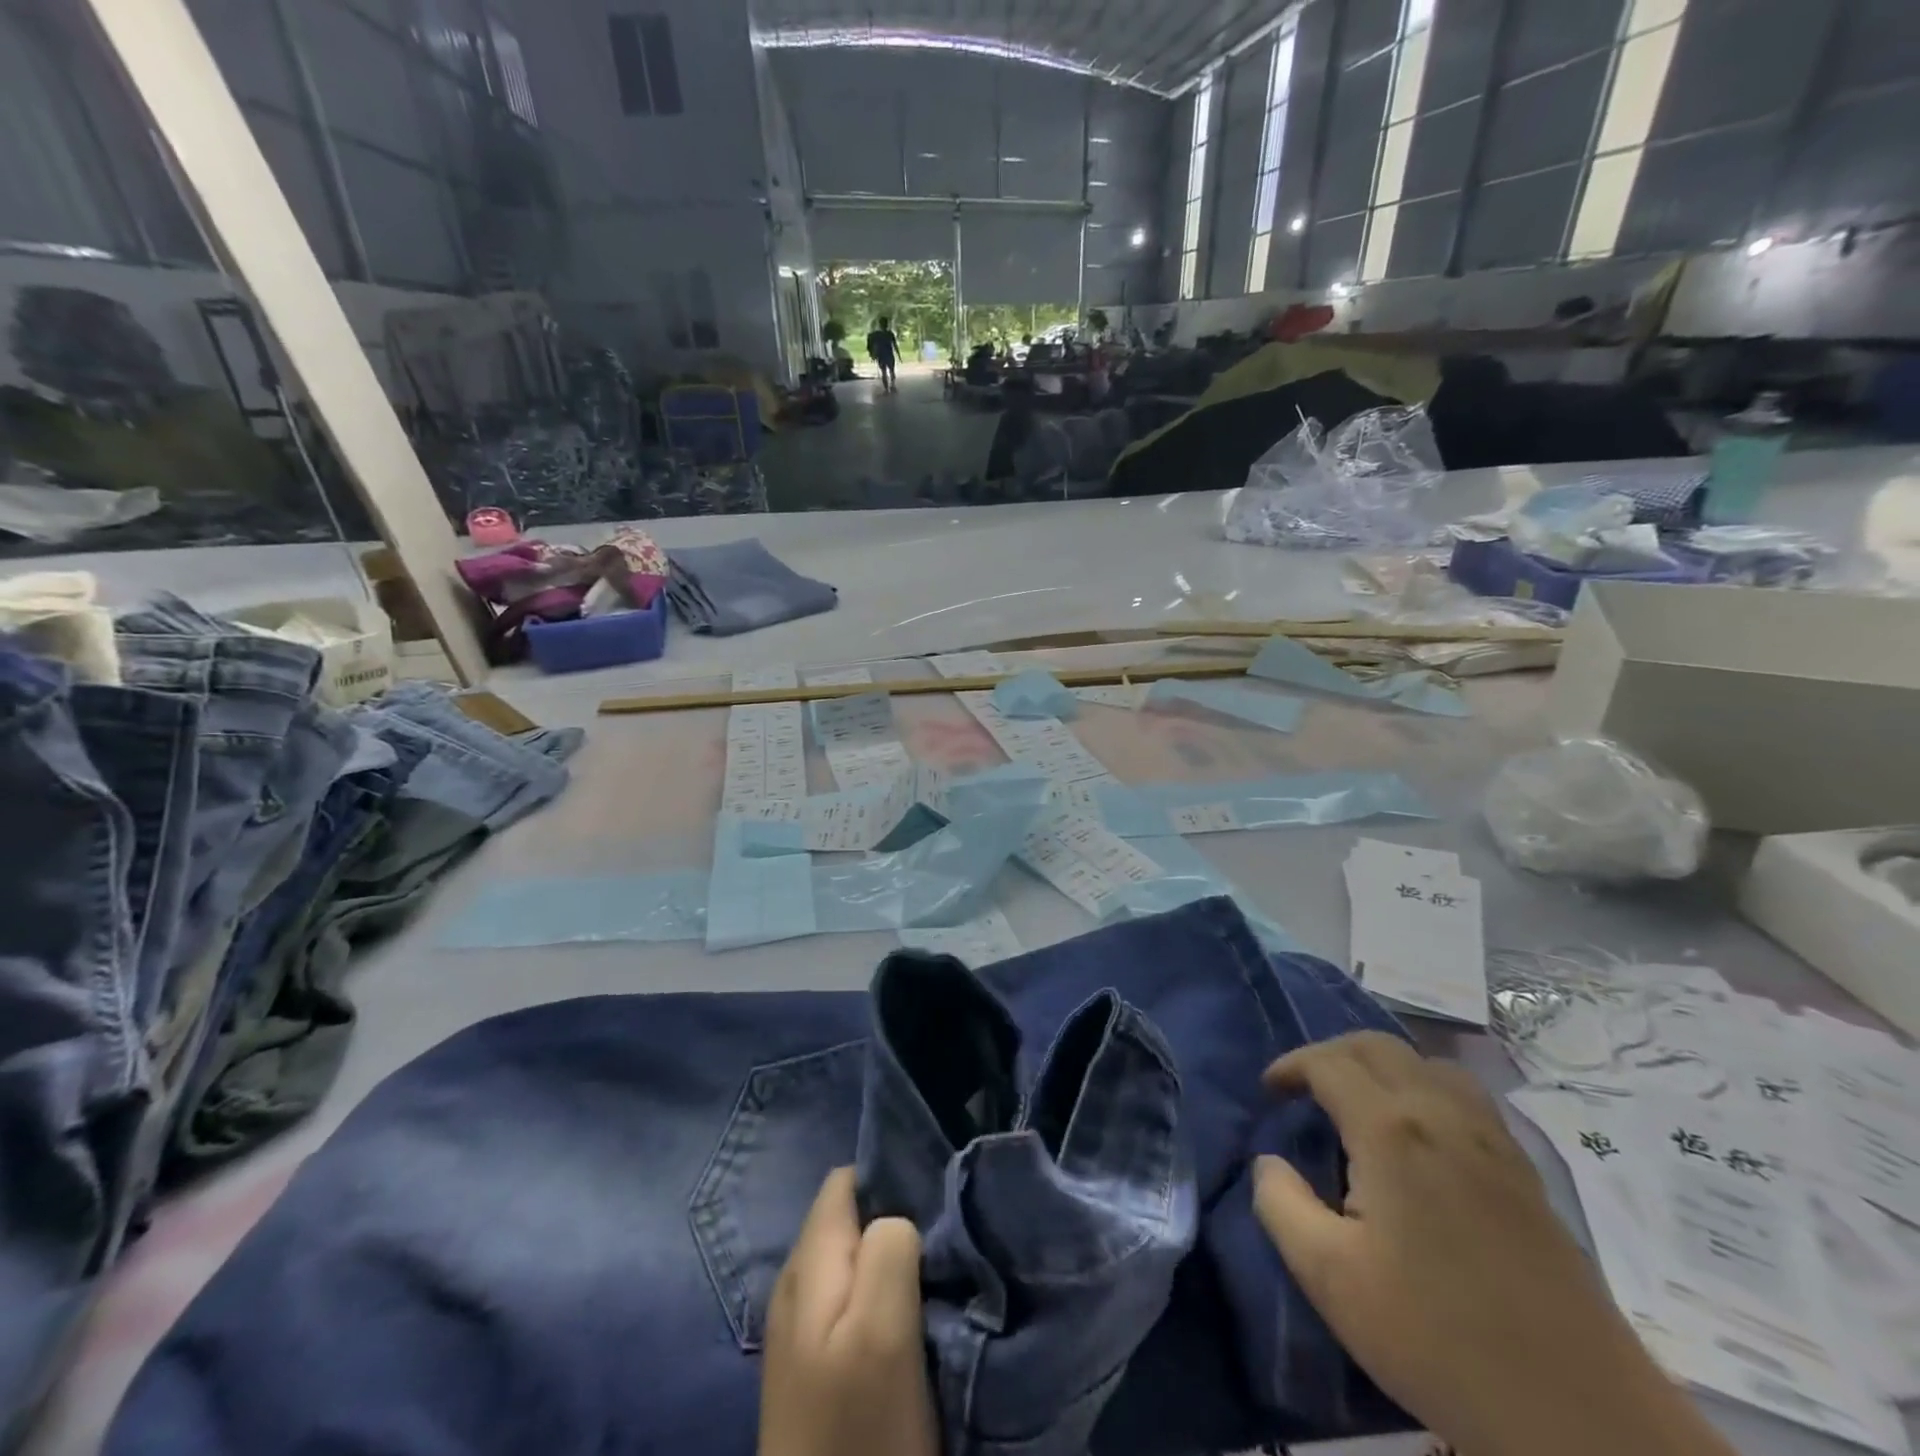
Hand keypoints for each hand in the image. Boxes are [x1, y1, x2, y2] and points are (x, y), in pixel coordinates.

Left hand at [759, 1168, 938, 1455]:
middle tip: (940, 1241)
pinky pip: (850, 1302)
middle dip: (894, 1219)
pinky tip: (907, 1320)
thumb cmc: (856, 1431)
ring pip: (853, 1260)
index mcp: (809, 1261)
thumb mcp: (881, 1329)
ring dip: (891, 1261)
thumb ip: (887, 1248)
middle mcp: (797, 1281)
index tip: (933, 1196)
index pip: (847, 1180)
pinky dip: (880, 1297)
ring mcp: (801, 1327)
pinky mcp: (813, 1366)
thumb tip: (896, 1217)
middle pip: (850, 1218)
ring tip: (930, 1276)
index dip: (890, 1177)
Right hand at [1252, 1033, 1732, 1455]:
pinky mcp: (1524, 1172)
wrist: (1581, 1418)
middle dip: (1330, 1053)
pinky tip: (1420, 1133)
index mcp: (1391, 1129)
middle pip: (1377, 1046)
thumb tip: (1268, 1161)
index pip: (1328, 1062)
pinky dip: (1425, 1087)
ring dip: (1381, 1064)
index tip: (1269, 1092)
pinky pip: (1465, 1095)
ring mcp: (1492, 1139)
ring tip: (1358, 1101)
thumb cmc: (1439, 1339)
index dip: (1290, 1066)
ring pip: (1427, 1062)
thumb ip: (1280, 1205)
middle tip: (1304, 1088)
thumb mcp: (1330, 1278)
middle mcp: (1441, 1114)